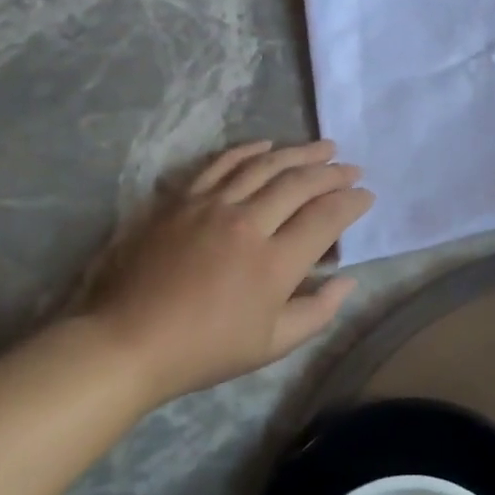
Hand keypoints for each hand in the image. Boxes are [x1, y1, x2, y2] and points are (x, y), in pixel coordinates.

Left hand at [85, 140, 373, 404]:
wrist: (128, 340)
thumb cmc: (204, 350)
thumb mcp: (270, 345)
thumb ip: (317, 312)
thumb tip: (348, 280)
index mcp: (274, 264)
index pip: (325, 218)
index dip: (352, 203)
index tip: (366, 195)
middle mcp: (248, 223)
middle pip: (300, 183)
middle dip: (333, 172)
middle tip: (352, 167)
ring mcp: (212, 205)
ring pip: (266, 165)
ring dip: (299, 153)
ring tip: (323, 147)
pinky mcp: (183, 198)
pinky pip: (222, 163)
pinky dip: (249, 150)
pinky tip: (267, 144)